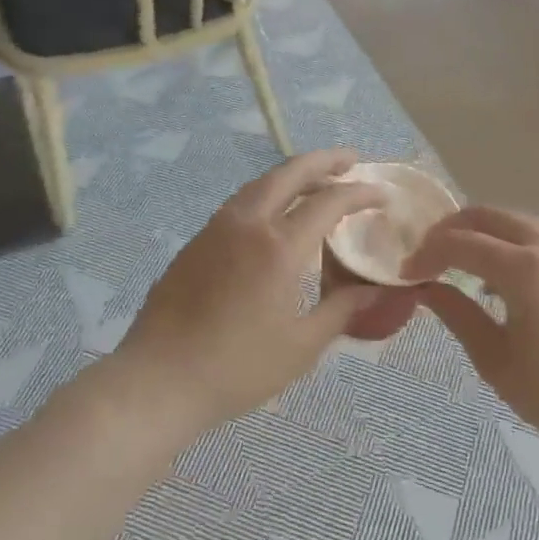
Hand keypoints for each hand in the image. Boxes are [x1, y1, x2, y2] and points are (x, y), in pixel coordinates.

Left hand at [114, 149, 390, 436]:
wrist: (157, 381)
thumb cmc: (236, 369)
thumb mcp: (300, 347)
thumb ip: (340, 311)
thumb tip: (372, 291)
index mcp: (279, 247)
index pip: (329, 202)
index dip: (360, 193)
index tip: (381, 195)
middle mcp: (248, 224)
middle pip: (290, 173)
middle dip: (324, 161)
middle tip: (350, 159)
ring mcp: (217, 228)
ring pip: (261, 183)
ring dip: (292, 174)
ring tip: (316, 181)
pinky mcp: (196, 241)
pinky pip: (241, 202)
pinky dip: (268, 193)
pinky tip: (275, 213)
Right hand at [399, 207, 538, 462]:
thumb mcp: (495, 359)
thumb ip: (457, 314)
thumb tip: (426, 288)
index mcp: (524, 268)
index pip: (462, 243)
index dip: (428, 253)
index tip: (407, 274)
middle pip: (489, 215)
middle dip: (452, 229)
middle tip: (428, 256)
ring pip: (516, 221)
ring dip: (482, 231)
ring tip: (459, 261)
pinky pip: (538, 237)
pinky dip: (510, 241)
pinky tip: (500, 275)